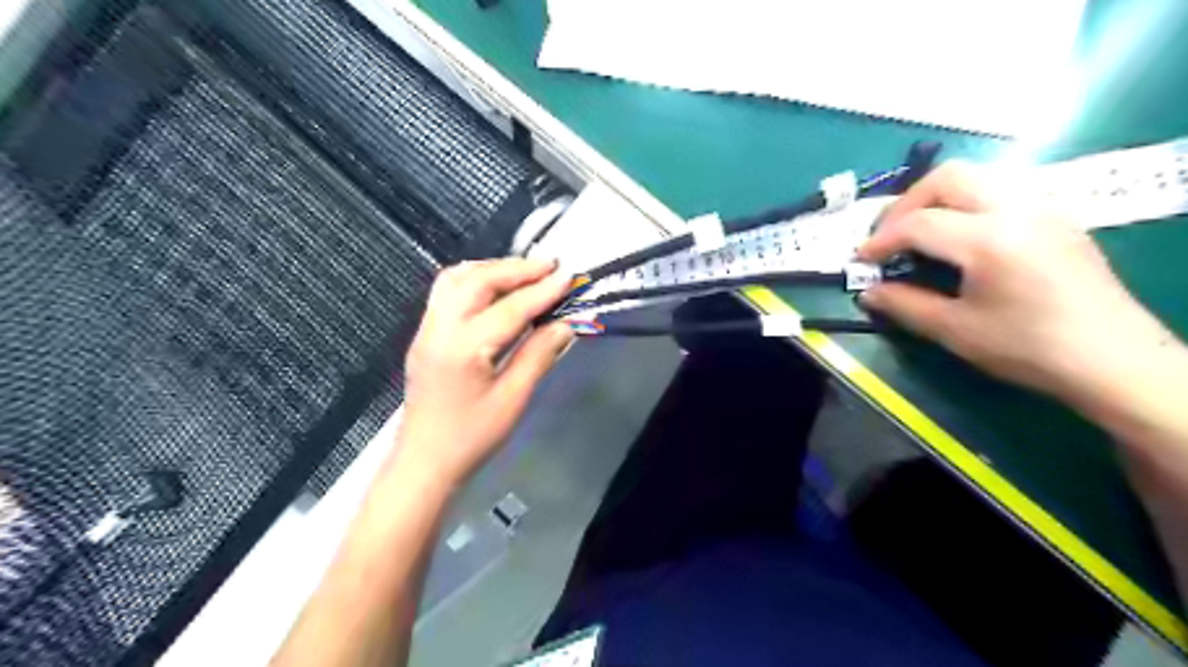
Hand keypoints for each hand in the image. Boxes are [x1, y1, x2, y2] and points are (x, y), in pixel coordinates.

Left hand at [393, 261, 573, 489]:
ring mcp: (427, 328)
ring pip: (457, 278)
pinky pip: (446, 290)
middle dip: (517, 268)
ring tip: (525, 271)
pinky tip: (494, 287)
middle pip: (478, 280)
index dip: (543, 290)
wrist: (425, 460)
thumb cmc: (472, 437)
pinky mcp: (424, 334)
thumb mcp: (513, 399)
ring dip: (493, 268)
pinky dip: (473, 278)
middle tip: (550, 265)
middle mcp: (440, 328)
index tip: (569, 276)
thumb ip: (539, 355)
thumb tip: (566, 324)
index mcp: (464, 348)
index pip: (510, 308)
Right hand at [855, 160, 1177, 406]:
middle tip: (888, 236)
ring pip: (977, 177)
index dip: (881, 240)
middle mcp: (1017, 209)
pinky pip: (1000, 190)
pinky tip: (959, 238)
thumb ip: (905, 305)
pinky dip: (966, 204)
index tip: (861, 261)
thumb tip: (869, 292)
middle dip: (906, 203)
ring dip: (936, 199)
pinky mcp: (1056, 217)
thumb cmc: (1028, 347)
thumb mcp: (955, 331)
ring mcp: (1042, 208)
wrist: (1113, 359)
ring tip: (918, 233)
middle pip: (948, 178)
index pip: (919, 222)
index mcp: (990, 239)